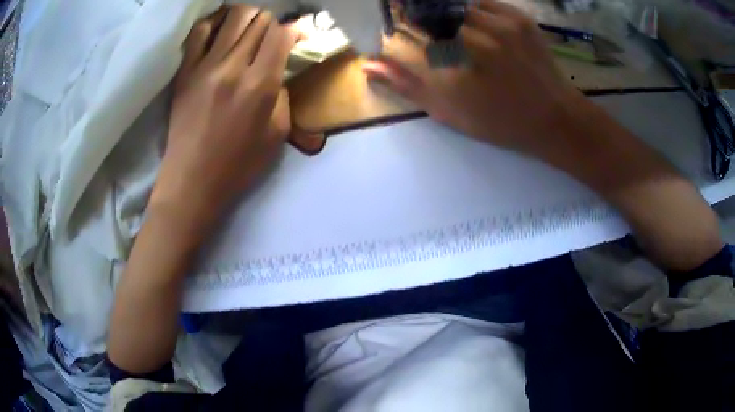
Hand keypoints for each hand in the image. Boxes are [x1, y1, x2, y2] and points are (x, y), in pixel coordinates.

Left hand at [153, 6, 295, 227]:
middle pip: (260, 21)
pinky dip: (214, 23)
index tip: (295, 36)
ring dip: (248, 17)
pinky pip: (200, 32)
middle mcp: (233, 67)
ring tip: (249, 28)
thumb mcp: (277, 135)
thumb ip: (283, 96)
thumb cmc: (238, 165)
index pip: (281, 34)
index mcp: (260, 85)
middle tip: (271, 36)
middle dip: (272, 23)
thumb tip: (278, 71)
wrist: (192, 181)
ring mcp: (205, 66)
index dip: (293, 29)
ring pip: (233, 17)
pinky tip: (221, 29)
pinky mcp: (185, 72)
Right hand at [364, 0, 583, 157]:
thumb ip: (408, 85)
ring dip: (440, 10)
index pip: (404, 33)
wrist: (555, 118)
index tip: (391, 29)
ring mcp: (499, 25)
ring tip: (441, 23)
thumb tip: (369, 65)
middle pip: (426, 12)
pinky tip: (470, 21)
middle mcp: (473, 40)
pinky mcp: (518, 17)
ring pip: (453, 3)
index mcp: (451, 70)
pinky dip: (468, 7)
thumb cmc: (500, 122)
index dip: (392, 27)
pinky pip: (481, 2)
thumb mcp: (450, 113)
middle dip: (412, 13)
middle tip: (410, 19)